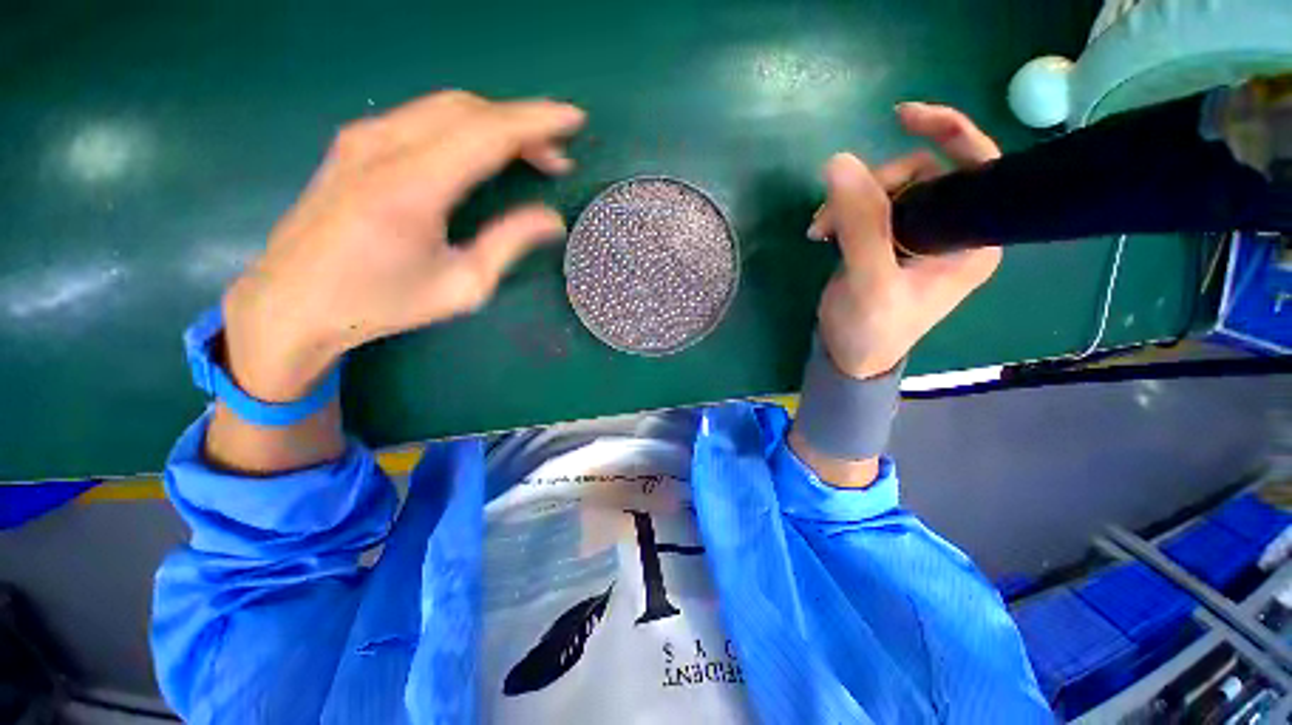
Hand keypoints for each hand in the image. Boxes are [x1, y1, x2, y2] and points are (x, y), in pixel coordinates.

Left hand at [222, 91, 585, 401]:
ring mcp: (362, 138)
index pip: (488, 132)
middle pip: (468, 110)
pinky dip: (464, 125)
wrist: (293, 301)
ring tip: (529, 154)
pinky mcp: (353, 142)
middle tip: (556, 156)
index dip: (536, 122)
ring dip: (495, 123)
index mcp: (412, 187)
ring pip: (444, 107)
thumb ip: (509, 243)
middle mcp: (383, 146)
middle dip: (522, 124)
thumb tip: (552, 220)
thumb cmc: (383, 302)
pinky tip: (482, 150)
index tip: (573, 119)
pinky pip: (421, 117)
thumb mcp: (462, 286)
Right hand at [805, 102, 1001, 378]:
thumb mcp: (869, 281)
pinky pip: (870, 206)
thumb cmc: (871, 329)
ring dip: (851, 200)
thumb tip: (839, 162)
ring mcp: (919, 235)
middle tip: (832, 213)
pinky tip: (823, 231)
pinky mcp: (889, 240)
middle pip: (924, 174)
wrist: (849, 356)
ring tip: (820, 229)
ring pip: (890, 188)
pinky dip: (844, 211)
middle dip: (875, 184)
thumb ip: (860, 224)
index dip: (947, 133)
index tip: (901, 118)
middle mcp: (953, 231)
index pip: (977, 167)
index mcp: (972, 240)